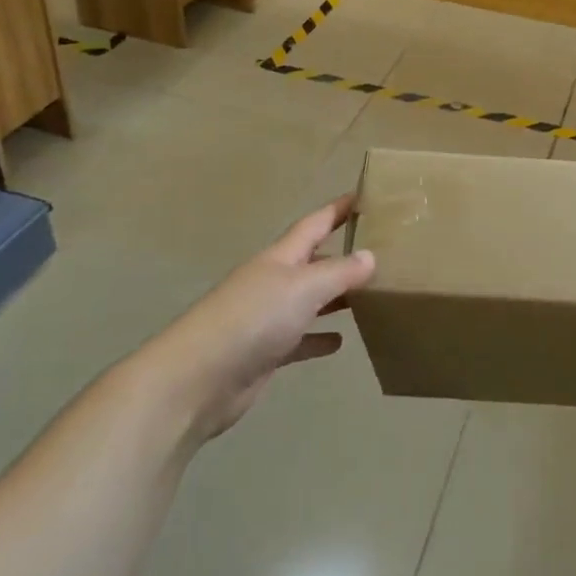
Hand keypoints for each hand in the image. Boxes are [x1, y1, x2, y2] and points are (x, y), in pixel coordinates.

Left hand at [146, 196, 373, 449]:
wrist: (196, 380)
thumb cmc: (253, 319)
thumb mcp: (303, 288)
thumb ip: (339, 272)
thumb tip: (370, 256)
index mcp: (280, 258)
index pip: (314, 224)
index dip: (337, 209)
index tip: (364, 195)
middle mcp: (273, 282)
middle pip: (313, 261)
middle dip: (341, 254)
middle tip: (380, 252)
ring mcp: (266, 318)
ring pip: (308, 300)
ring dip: (334, 298)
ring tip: (370, 296)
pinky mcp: (263, 354)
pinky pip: (299, 339)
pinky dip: (317, 338)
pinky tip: (339, 342)